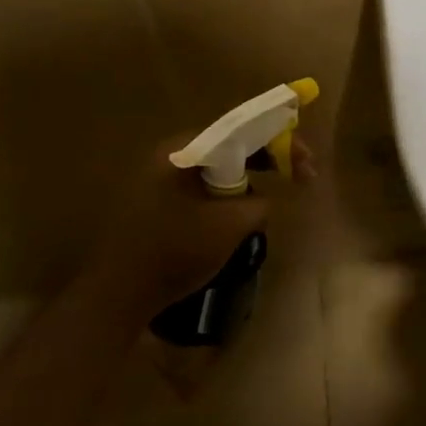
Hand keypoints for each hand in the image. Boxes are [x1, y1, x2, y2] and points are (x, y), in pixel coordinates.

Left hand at [88, 135, 311, 319]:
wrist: (116, 296)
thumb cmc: (173, 254)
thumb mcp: (230, 226)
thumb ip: (259, 203)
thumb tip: (267, 198)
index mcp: (183, 150)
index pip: (242, 130)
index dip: (281, 141)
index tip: (308, 163)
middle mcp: (170, 154)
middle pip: (231, 143)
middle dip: (269, 156)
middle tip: (302, 174)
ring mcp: (160, 176)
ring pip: (219, 164)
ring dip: (250, 174)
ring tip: (276, 191)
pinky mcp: (158, 199)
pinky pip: (203, 183)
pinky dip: (229, 190)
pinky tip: (244, 209)